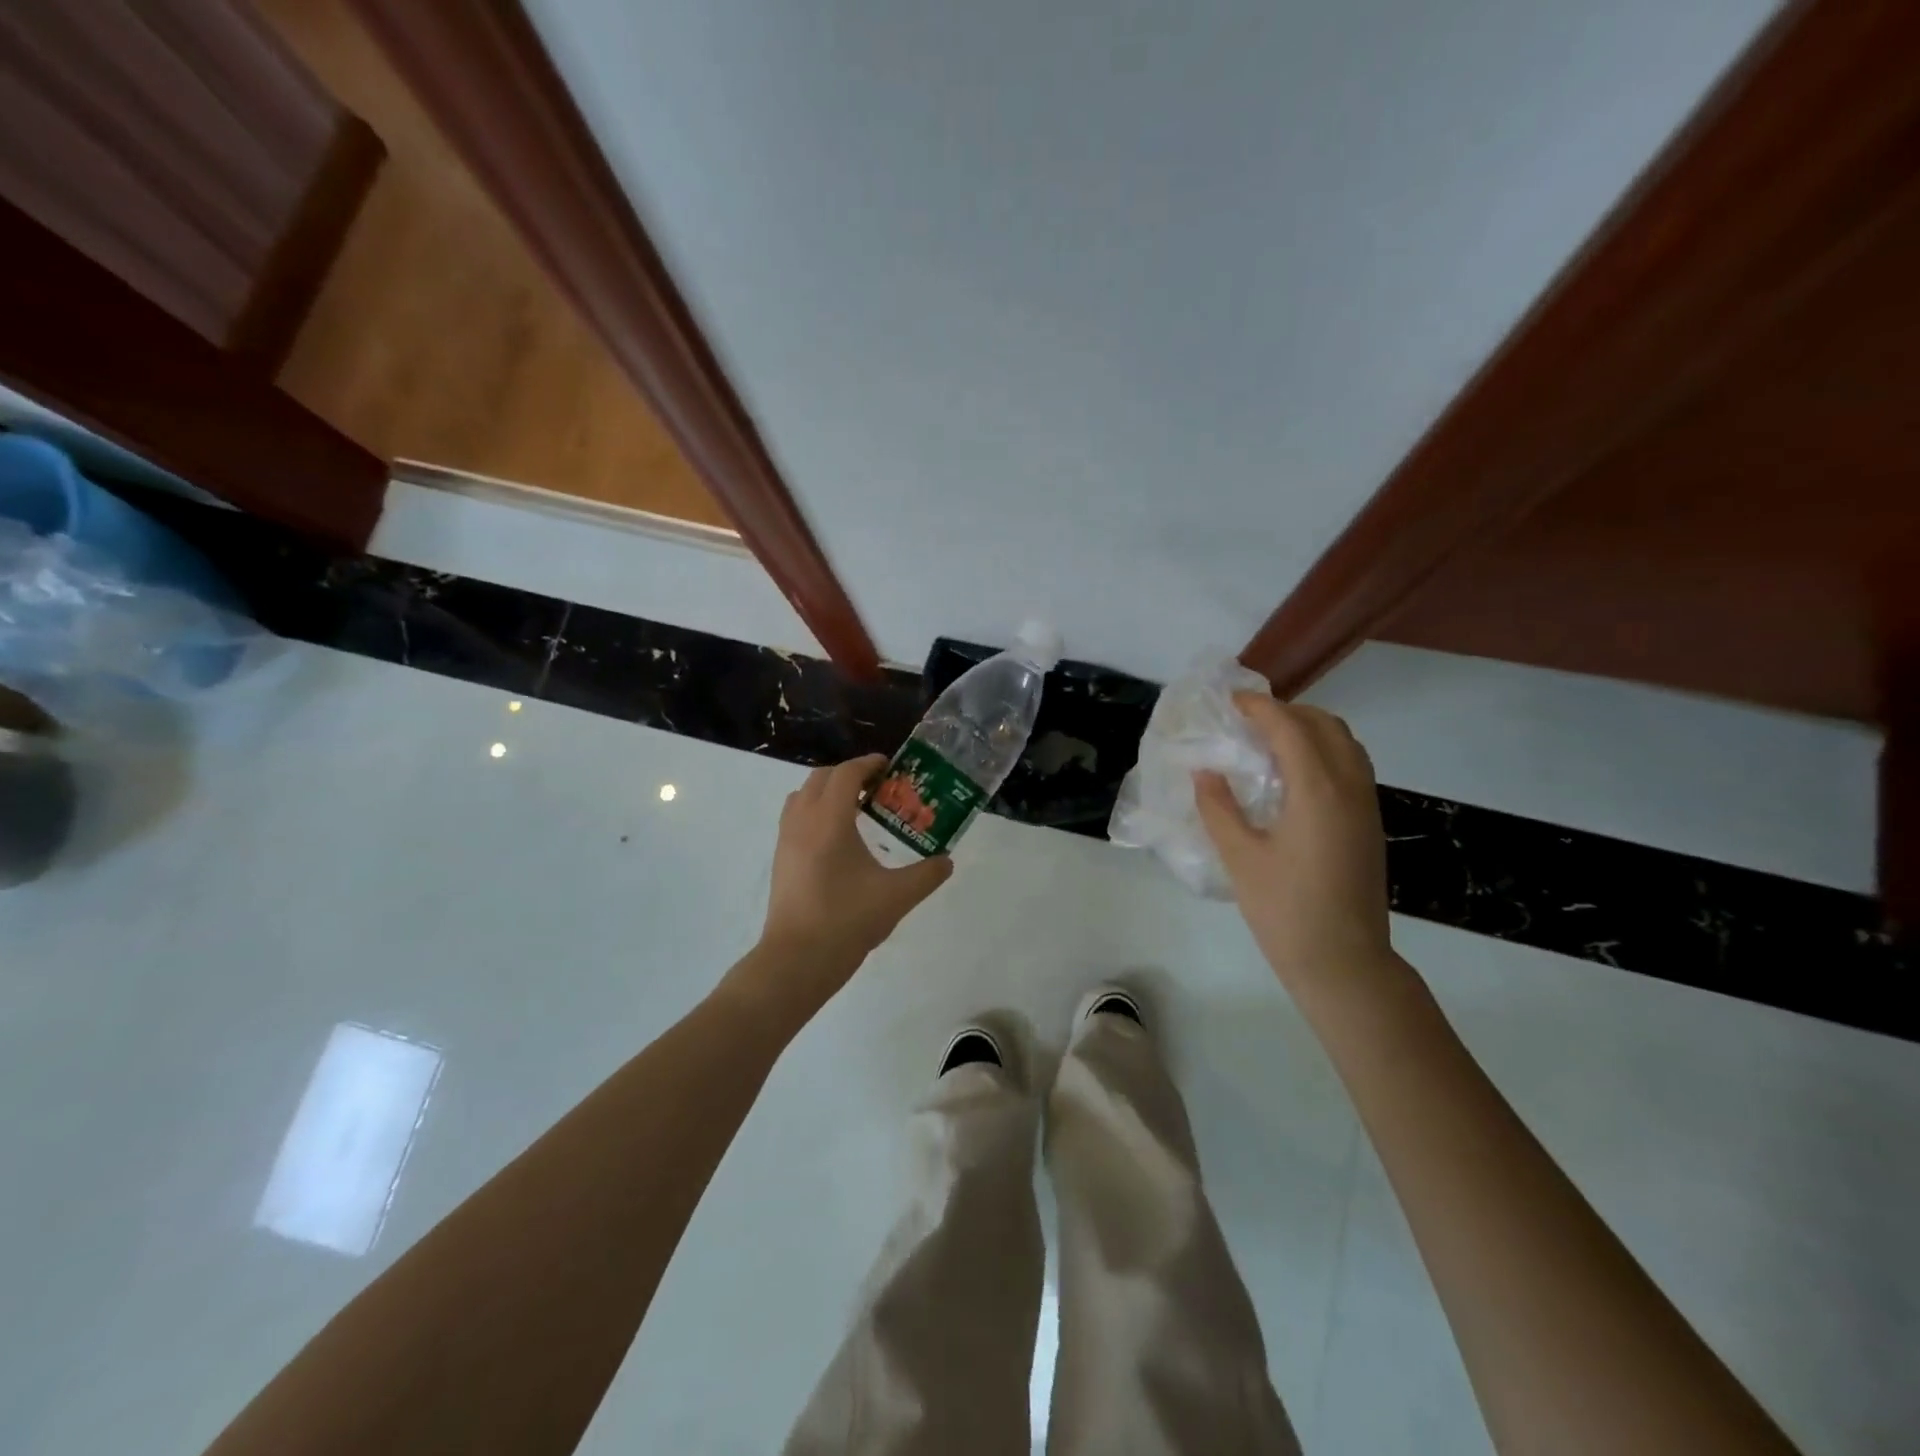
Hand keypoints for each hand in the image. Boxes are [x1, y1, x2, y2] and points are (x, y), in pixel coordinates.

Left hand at [748, 755, 953, 1012]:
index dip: (868, 763)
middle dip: (848, 774)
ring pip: (803, 796)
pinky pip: (795, 817)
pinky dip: (815, 812)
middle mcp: (803, 821)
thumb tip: (946, 861)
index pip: (846, 774)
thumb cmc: (847, 920)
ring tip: (857, 809)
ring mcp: (786, 840)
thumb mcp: (896, 897)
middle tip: (877, 787)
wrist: (797, 960)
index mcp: (830, 820)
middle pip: (821, 778)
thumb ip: (926, 875)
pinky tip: (838, 840)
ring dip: (828, 791)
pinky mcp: (780, 859)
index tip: (890, 766)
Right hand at [1195, 693, 1396, 997]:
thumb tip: (1204, 771)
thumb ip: (1218, 807)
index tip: (1231, 701)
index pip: (1290, 728)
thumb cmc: (1285, 910)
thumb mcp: (1240, 857)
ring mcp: (1366, 805)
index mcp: (1317, 790)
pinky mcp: (1369, 823)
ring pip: (1345, 743)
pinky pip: (1352, 766)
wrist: (1344, 962)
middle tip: (1248, 721)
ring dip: (1310, 729)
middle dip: (1287, 711)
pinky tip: (1294, 775)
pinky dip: (1324, 751)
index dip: (1260, 707)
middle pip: (1325, 725)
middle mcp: (1349, 787)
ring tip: (1270, 741)